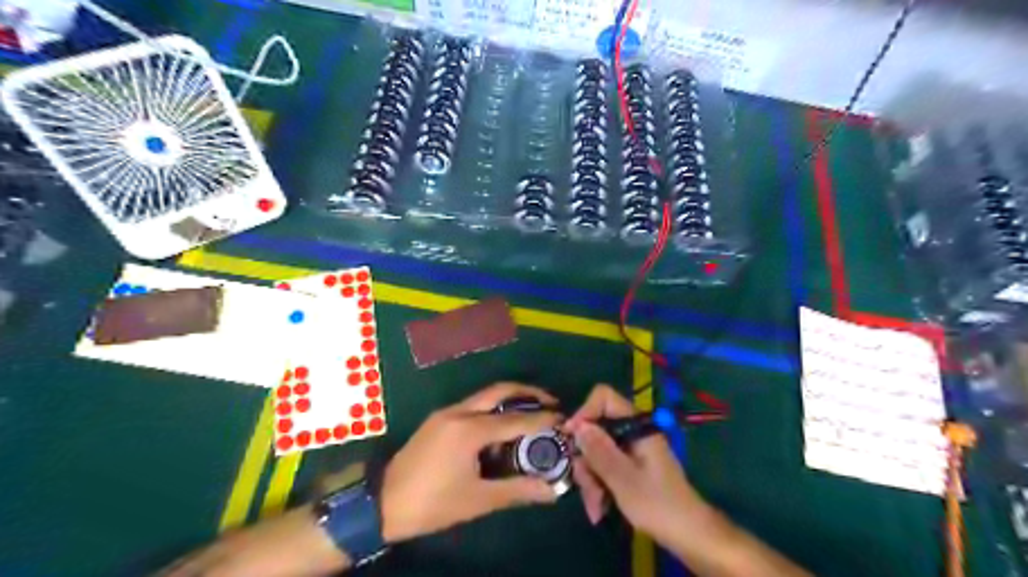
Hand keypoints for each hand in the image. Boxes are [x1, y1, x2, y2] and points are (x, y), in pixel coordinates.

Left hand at [379, 383, 560, 539]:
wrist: (381, 503)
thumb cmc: (432, 503)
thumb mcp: (477, 500)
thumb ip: (517, 491)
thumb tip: (551, 491)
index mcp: (469, 430)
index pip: (516, 419)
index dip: (543, 418)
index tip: (564, 419)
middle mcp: (459, 412)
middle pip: (500, 390)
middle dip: (528, 392)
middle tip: (551, 403)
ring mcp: (446, 413)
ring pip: (485, 396)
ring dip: (510, 399)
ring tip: (531, 413)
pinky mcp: (438, 419)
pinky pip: (473, 406)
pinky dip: (493, 409)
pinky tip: (501, 427)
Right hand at [566, 386, 702, 542]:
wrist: (689, 536)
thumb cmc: (659, 505)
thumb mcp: (623, 479)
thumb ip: (599, 450)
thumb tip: (577, 425)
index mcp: (636, 426)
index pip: (604, 398)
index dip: (584, 413)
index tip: (571, 439)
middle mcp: (632, 432)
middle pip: (595, 429)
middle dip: (585, 459)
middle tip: (585, 485)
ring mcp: (630, 449)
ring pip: (596, 451)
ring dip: (590, 479)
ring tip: (595, 508)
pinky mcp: (629, 466)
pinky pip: (604, 466)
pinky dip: (599, 485)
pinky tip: (599, 509)